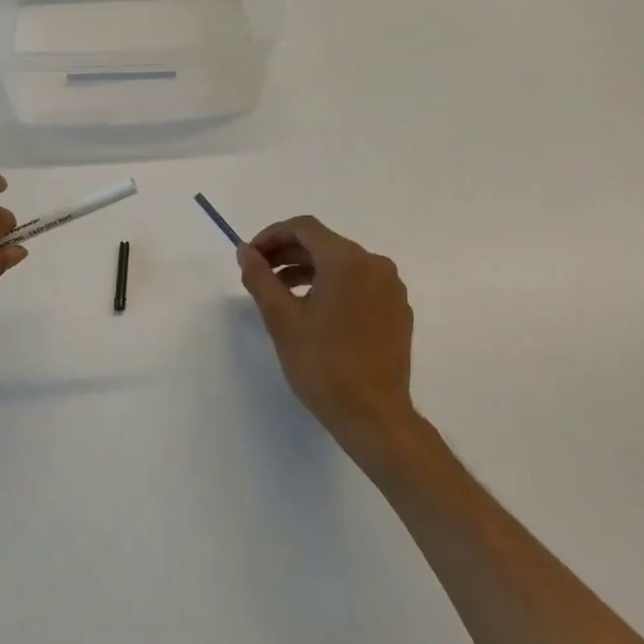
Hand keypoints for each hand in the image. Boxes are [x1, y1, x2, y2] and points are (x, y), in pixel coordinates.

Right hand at [237, 216, 420, 466]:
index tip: (250, 257)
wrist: (374, 415)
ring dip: (308, 271)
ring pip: (343, 265)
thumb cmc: (323, 365)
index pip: (304, 228)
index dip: (271, 236)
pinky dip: (333, 287)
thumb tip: (245, 251)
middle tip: (259, 274)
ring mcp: (391, 288)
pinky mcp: (398, 311)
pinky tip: (315, 313)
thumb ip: (260, 278)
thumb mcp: (282, 319)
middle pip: (324, 244)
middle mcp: (375, 264)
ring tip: (281, 294)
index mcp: (348, 260)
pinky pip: (360, 285)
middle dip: (288, 254)